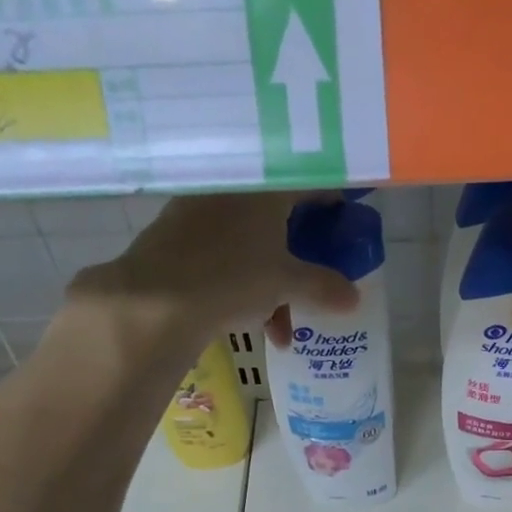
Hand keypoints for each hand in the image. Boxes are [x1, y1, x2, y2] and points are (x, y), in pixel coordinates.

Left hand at [66, 191, 356, 348]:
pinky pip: (224, 254)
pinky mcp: (177, 235)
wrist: (156, 298)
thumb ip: (323, 287)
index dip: (332, 203)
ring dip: (273, 284)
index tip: (343, 224)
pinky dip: (243, 282)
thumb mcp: (286, 284)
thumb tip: (355, 299)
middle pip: (279, 216)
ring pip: (251, 243)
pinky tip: (249, 320)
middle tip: (313, 283)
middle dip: (299, 257)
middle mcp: (232, 189)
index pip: (310, 182)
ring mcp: (200, 210)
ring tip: (281, 329)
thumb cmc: (232, 277)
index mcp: (265, 188)